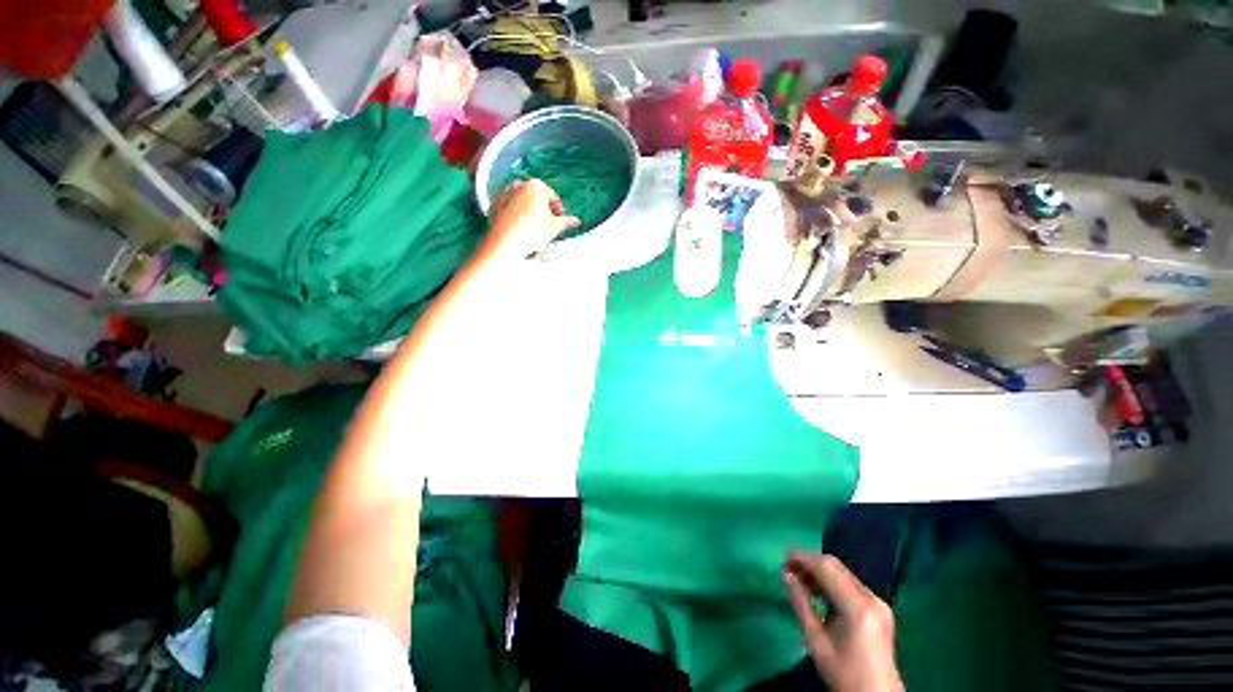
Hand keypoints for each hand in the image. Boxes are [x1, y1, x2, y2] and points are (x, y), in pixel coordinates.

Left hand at [481, 179, 579, 261]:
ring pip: (521, 200)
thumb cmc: (533, 232)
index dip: (558, 209)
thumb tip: (576, 221)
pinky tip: (520, 227)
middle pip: (535, 196)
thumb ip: (566, 222)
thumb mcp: (554, 228)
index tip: (560, 220)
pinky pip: (509, 206)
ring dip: (529, 209)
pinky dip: (516, 213)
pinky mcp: (494, 204)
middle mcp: (519, 185)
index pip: (552, 196)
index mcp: (536, 186)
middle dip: (542, 207)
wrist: (505, 242)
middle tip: (547, 222)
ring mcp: (504, 193)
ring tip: (533, 225)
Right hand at [783, 552, 903, 691]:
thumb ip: (800, 603)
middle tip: (787, 567)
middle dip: (810, 563)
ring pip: (843, 574)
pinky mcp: (879, 609)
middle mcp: (872, 599)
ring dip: (819, 572)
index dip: (803, 558)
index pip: (827, 569)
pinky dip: (831, 582)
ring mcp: (878, 603)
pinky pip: (850, 584)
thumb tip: (784, 573)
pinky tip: (817, 590)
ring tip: (798, 578)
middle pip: (836, 568)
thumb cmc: (843, 673)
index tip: (782, 556)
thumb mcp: (816, 641)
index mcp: (858, 607)